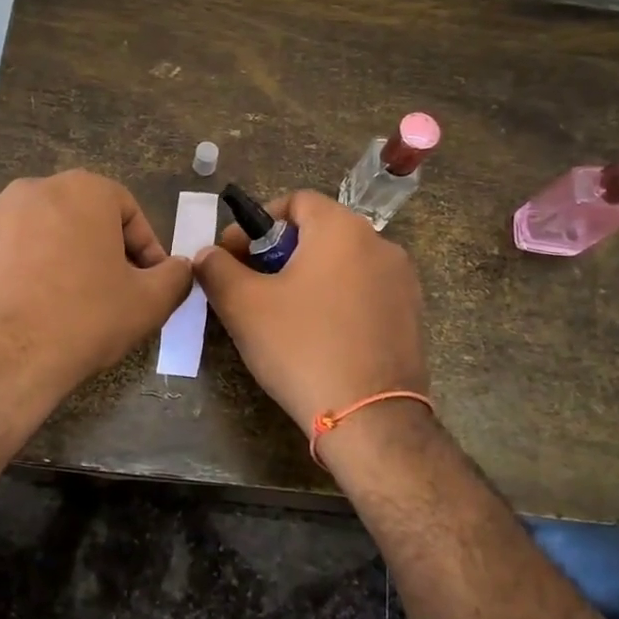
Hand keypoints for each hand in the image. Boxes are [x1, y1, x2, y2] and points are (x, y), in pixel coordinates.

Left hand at [0, 171, 191, 424]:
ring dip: (50, 261)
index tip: (146, 282)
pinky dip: (7, 279)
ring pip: (31, 235)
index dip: (144, 247)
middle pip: (76, 218)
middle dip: (95, 250)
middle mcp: (30, 191)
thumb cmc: (83, 320)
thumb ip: (175, 277)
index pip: (126, 209)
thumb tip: (180, 268)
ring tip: (57, 307)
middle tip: (104, 293)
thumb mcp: (148, 303)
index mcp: (82, 191)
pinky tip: (15, 315)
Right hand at [192, 191, 427, 434]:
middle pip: (319, 231)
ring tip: (283, 315)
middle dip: (279, 253)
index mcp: (342, 229)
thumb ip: (217, 269)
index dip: (257, 222)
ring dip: (309, 277)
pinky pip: (365, 292)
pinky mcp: (412, 315)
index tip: (235, 256)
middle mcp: (380, 243)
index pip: (295, 201)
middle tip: (253, 287)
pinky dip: (337, 300)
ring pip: (343, 264)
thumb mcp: (244, 306)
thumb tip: (207, 255)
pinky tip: (320, 336)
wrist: (371, 418)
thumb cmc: (302, 348)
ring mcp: (402, 281)